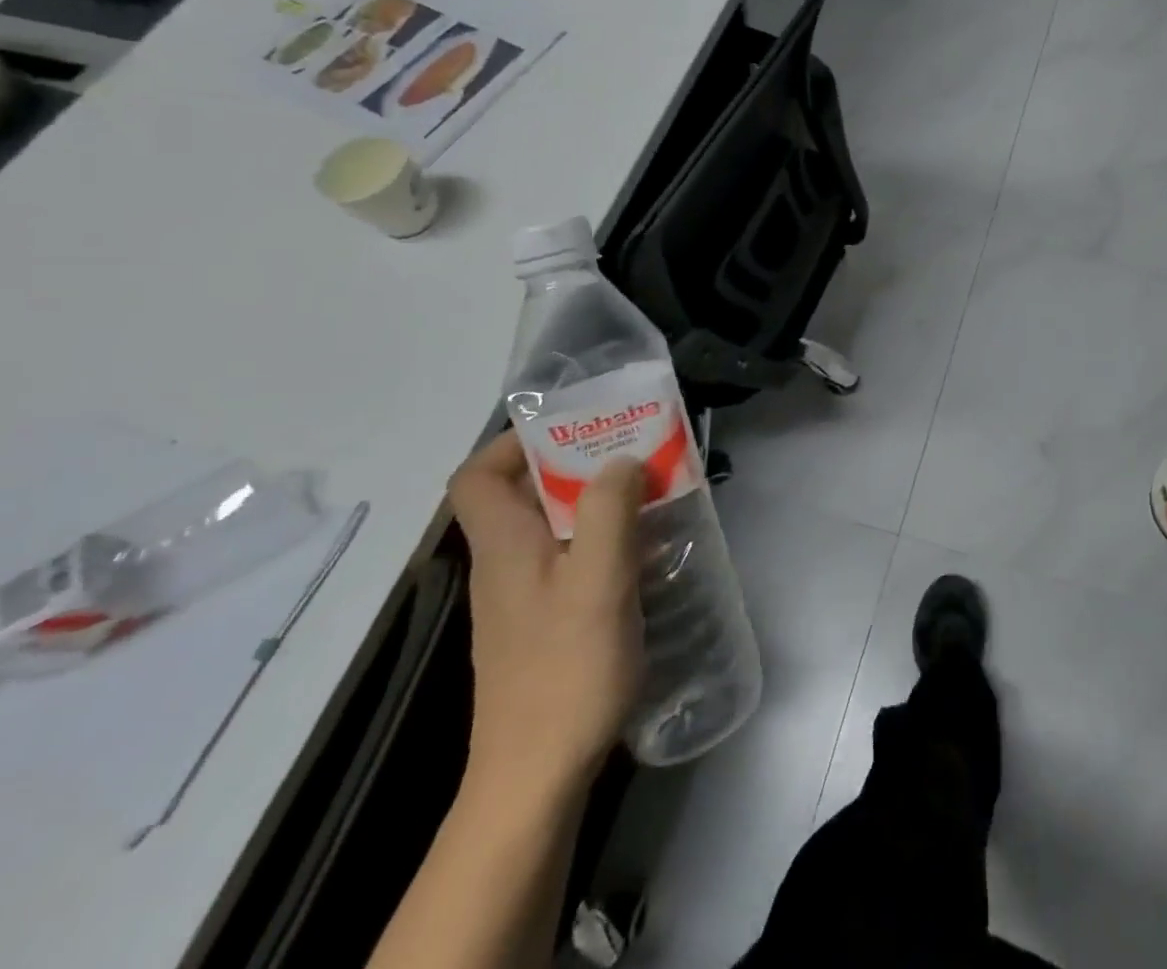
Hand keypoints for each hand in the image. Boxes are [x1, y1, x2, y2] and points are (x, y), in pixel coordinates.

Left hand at [448, 432, 644, 797]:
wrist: (536, 777)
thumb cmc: (565, 670)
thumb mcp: (598, 580)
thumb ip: (609, 511)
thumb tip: (621, 459)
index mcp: (504, 546)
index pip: (476, 476)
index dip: (513, 443)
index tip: (572, 430)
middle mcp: (505, 565)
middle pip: (523, 494)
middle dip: (577, 464)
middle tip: (633, 453)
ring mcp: (523, 598)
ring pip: (552, 526)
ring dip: (597, 502)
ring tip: (650, 494)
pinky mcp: (544, 624)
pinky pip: (569, 559)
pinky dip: (603, 542)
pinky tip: (644, 553)